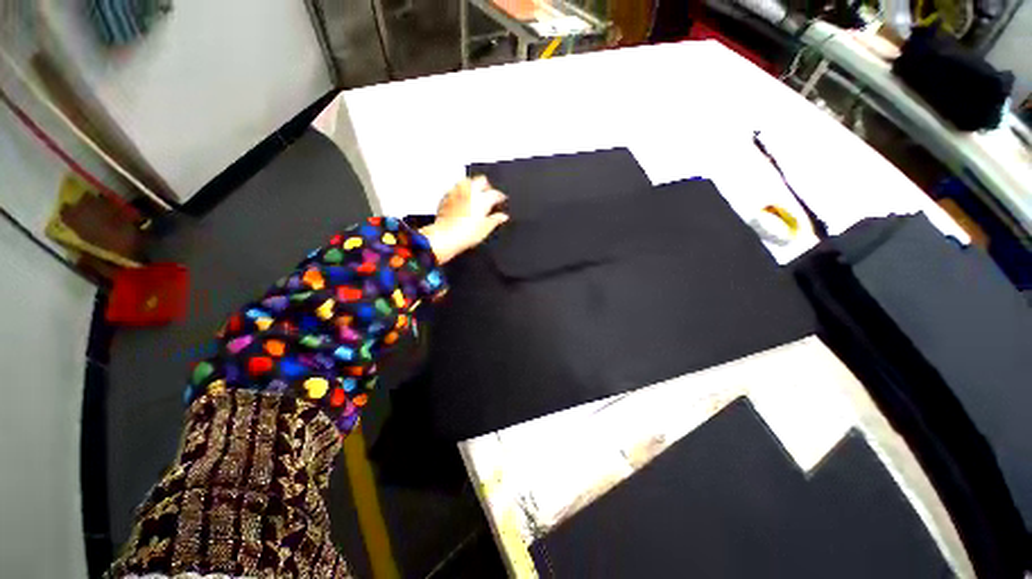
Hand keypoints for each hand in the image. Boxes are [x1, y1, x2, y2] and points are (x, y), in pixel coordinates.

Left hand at [420, 176, 508, 263]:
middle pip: (481, 180)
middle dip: (487, 186)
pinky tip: (462, 201)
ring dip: (473, 186)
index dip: (500, 197)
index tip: (501, 200)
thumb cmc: (465, 234)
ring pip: (467, 181)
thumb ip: (496, 220)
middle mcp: (470, 191)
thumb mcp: (486, 229)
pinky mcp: (446, 196)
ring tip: (475, 196)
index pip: (496, 193)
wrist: (445, 237)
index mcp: (483, 199)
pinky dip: (461, 193)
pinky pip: (456, 189)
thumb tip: (503, 216)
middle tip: (489, 195)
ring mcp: (457, 192)